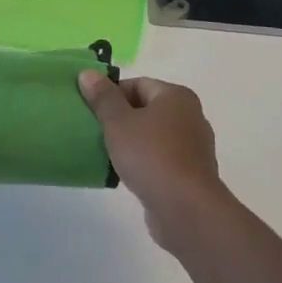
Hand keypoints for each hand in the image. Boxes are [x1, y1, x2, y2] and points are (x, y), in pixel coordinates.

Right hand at [79, 71, 224, 248]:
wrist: (186, 209)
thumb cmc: (151, 155)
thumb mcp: (118, 122)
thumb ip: (102, 97)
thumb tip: (88, 73)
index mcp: (177, 97)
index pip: (138, 84)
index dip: (112, 94)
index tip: (91, 111)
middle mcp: (190, 116)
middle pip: (146, 109)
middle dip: (120, 118)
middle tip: (95, 130)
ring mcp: (193, 147)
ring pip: (153, 135)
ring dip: (130, 142)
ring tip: (106, 153)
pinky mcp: (191, 174)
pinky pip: (160, 159)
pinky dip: (143, 162)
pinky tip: (125, 173)